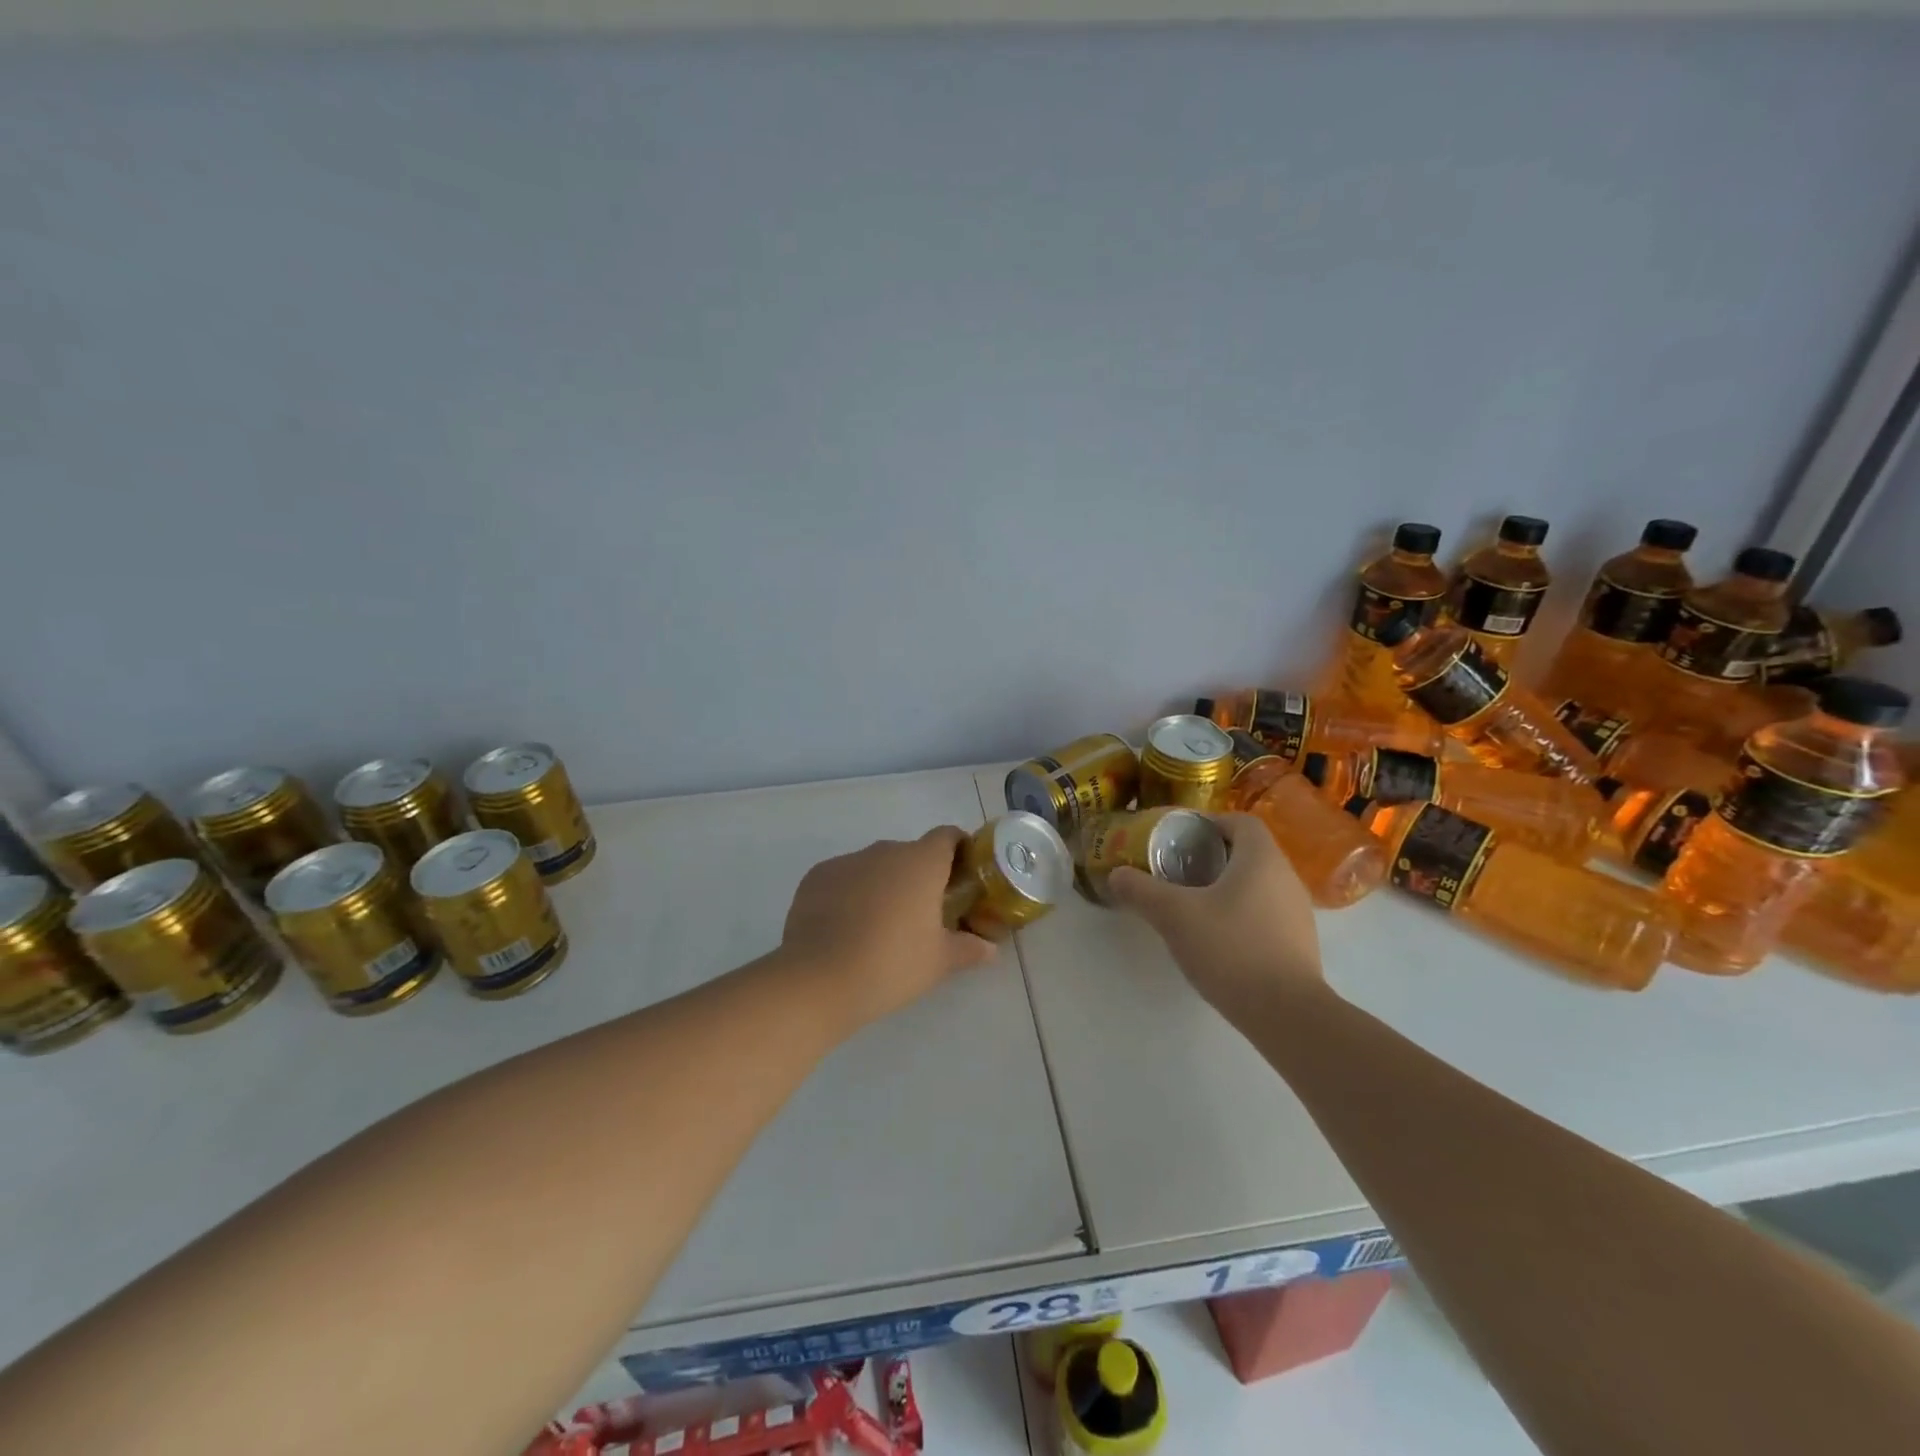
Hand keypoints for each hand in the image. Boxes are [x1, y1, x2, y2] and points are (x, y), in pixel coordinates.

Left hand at [781, 826, 997, 1030]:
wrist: (819, 978)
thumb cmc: (892, 964)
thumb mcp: (939, 962)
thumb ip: (969, 949)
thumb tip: (990, 949)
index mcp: (921, 862)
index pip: (948, 836)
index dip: (959, 850)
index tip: (962, 876)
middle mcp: (885, 851)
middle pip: (910, 853)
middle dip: (919, 876)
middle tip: (924, 913)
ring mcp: (847, 861)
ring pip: (875, 866)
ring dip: (884, 885)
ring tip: (881, 925)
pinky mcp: (816, 876)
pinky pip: (844, 878)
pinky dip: (851, 894)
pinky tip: (846, 928)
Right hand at [1108, 812, 1323, 1019]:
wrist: (1287, 1014)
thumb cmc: (1231, 948)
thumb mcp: (1174, 916)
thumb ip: (1141, 890)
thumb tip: (1116, 874)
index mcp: (1261, 858)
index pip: (1240, 822)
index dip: (1210, 823)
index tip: (1180, 838)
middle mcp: (1286, 877)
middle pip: (1248, 853)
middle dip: (1212, 857)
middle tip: (1177, 871)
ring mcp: (1298, 913)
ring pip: (1258, 885)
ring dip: (1227, 887)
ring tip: (1193, 905)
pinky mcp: (1299, 944)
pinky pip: (1266, 914)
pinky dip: (1241, 915)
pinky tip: (1217, 939)